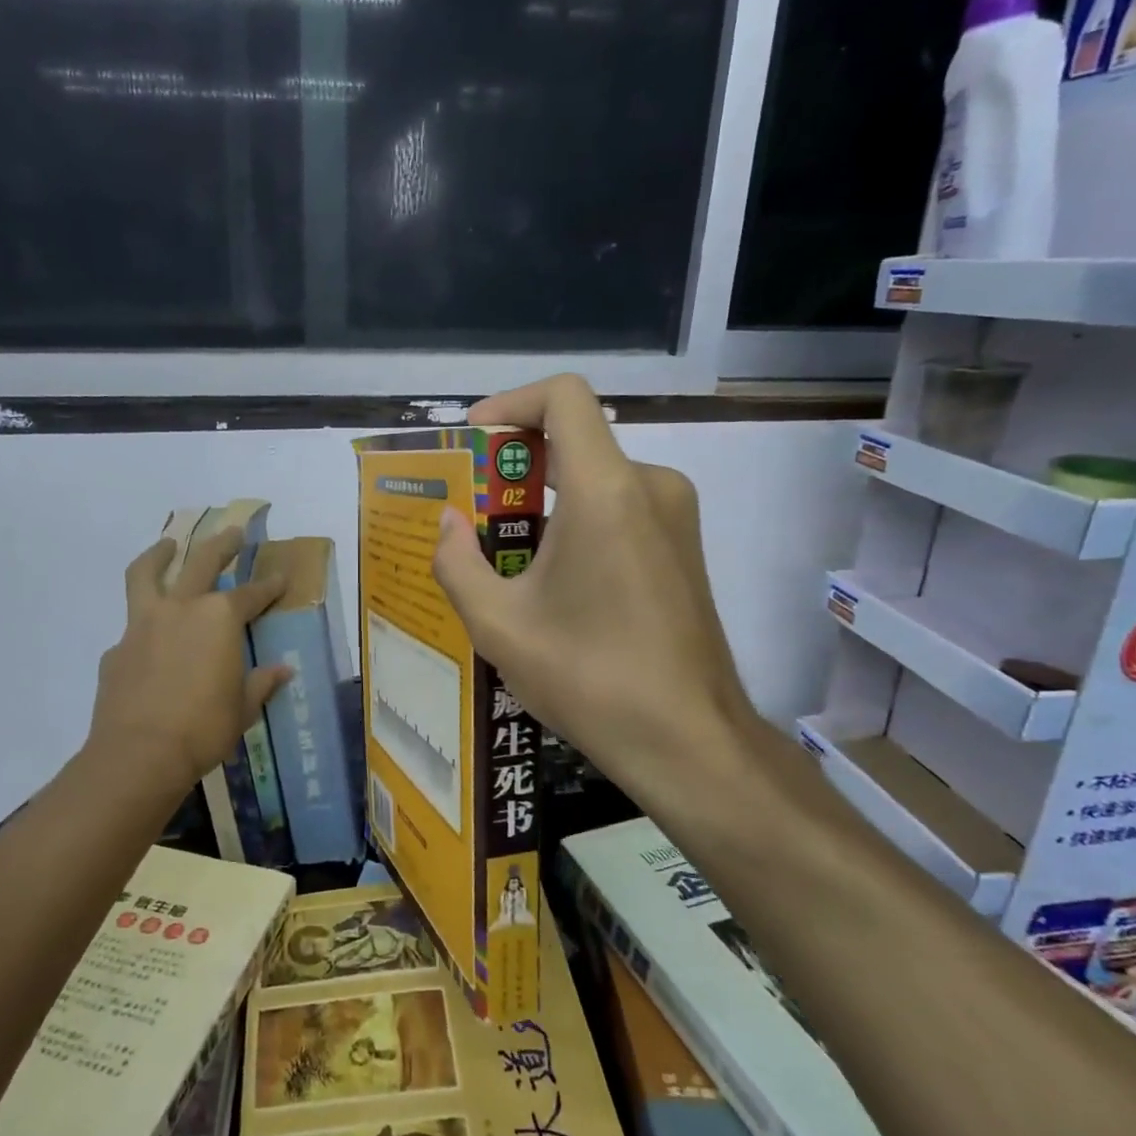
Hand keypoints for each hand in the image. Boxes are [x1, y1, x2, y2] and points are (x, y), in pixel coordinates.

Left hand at [88, 529, 291, 796]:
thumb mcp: (243, 708)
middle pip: (201, 562)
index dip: (270, 586)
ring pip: (147, 575)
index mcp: (220, 619)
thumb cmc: (204, 728)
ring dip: (158, 555)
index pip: (252, 594)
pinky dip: (144, 623)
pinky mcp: (116, 649)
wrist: (139, 754)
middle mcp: (182, 609)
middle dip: (221, 545)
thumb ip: (260, 683)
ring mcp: (143, 625)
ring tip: (166, 545)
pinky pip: (132, 626)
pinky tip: (150, 639)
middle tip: (232, 532)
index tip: (281, 577)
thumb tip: (282, 671)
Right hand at [430, 374, 754, 794]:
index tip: (474, 440)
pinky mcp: (684, 547)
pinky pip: (620, 510)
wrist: (688, 740)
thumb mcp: (498, 624)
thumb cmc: (589, 678)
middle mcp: (650, 486)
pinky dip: (577, 524)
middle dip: (516, 466)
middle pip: (575, 441)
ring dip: (545, 502)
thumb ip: (456, 562)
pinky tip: (550, 582)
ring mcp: (676, 517)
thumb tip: (447, 524)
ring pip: (596, 480)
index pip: (564, 396)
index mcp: (605, 490)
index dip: (512, 402)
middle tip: (471, 509)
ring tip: (501, 556)